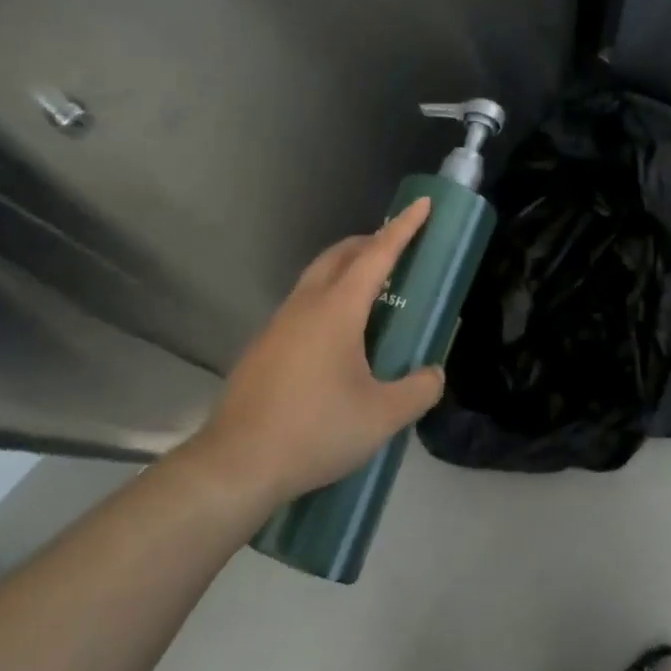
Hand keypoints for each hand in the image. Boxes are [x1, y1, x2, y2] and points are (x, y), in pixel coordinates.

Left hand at [198, 198, 445, 504]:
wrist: (236, 465)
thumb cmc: (315, 431)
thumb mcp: (382, 417)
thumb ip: (418, 390)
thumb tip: (434, 374)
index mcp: (337, 310)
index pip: (377, 255)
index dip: (403, 229)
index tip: (422, 205)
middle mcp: (305, 306)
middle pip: (339, 256)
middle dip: (370, 242)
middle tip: (397, 249)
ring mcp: (278, 325)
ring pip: (316, 278)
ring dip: (345, 269)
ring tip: (372, 292)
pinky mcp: (263, 347)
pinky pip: (302, 305)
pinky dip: (327, 298)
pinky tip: (337, 338)